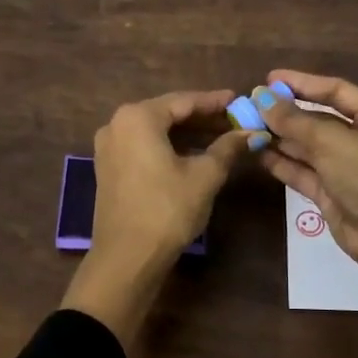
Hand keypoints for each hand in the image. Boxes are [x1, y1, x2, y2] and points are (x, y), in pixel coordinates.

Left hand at [60, 90, 249, 350]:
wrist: (127, 257)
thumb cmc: (167, 210)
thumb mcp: (204, 176)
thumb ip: (227, 148)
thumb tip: (249, 132)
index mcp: (138, 117)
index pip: (184, 101)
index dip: (215, 102)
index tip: (239, 100)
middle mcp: (117, 124)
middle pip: (167, 114)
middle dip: (202, 118)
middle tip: (234, 121)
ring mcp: (109, 148)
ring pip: (155, 132)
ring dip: (187, 135)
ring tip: (221, 138)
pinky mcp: (108, 169)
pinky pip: (143, 148)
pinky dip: (168, 148)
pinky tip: (194, 155)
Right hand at [255, 70, 357, 273]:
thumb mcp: (329, 139)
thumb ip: (292, 119)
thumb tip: (261, 97)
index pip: (335, 90)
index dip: (302, 83)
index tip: (270, 79)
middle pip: (319, 119)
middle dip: (286, 113)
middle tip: (252, 106)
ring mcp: (346, 167)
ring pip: (307, 147)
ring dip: (279, 138)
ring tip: (247, 127)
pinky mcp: (331, 192)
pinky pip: (303, 171)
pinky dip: (282, 162)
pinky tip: (257, 152)